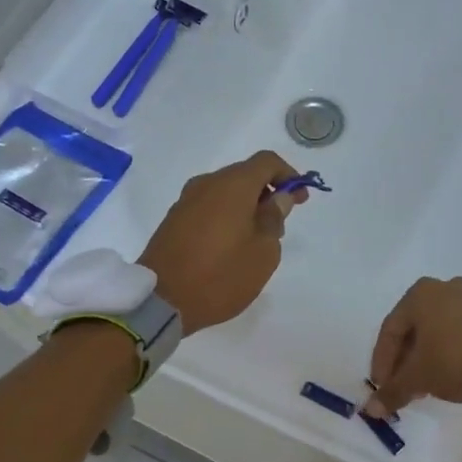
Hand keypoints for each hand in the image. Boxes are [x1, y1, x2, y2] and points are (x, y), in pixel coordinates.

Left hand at [141, 151, 307, 335]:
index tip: (300, 199)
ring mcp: (186, 200)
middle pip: (245, 174)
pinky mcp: (174, 219)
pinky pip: (209, 206)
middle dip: (267, 192)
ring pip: (225, 191)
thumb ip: (274, 219)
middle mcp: (207, 183)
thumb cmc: (221, 276)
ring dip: (246, 206)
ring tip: (256, 238)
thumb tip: (278, 198)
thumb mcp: (263, 252)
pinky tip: (231, 244)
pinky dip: (226, 216)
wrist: (161, 300)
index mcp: (233, 185)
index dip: (289, 175)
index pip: (267, 161)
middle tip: (280, 223)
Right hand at [365, 277, 461, 415]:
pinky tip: (447, 374)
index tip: (381, 387)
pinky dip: (448, 351)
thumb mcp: (417, 378)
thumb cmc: (454, 361)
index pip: (390, 331)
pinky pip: (459, 331)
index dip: (382, 362)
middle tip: (401, 387)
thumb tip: (372, 410)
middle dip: (404, 360)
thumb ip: (391, 392)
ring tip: (423, 386)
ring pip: (437, 330)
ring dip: (425, 358)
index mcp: (420, 293)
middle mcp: (445, 287)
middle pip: (414, 329)